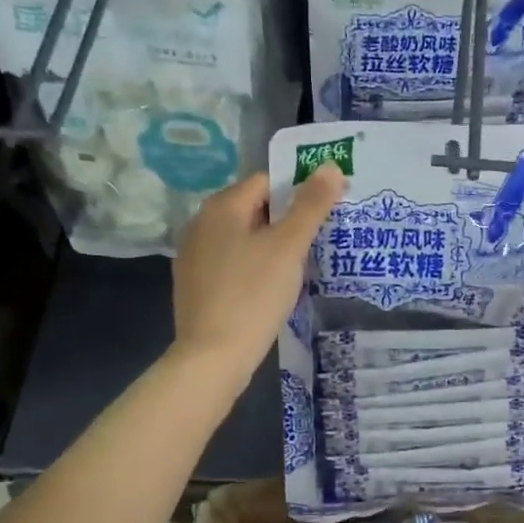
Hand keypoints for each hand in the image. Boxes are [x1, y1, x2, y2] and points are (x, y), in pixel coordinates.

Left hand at [171, 164, 344, 391]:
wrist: (213, 357)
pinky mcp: (195, 285)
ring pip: (243, 238)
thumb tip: (330, 165)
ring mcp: (194, 256)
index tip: (325, 211)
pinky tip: (272, 288)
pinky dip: (253, 266)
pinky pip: (232, 263)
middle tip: (319, 239)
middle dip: (287, 220)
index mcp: (221, 207)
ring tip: (301, 264)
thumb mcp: (289, 247)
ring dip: (271, 245)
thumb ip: (311, 205)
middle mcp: (201, 224)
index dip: (299, 191)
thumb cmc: (253, 294)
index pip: (266, 181)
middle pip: (254, 209)